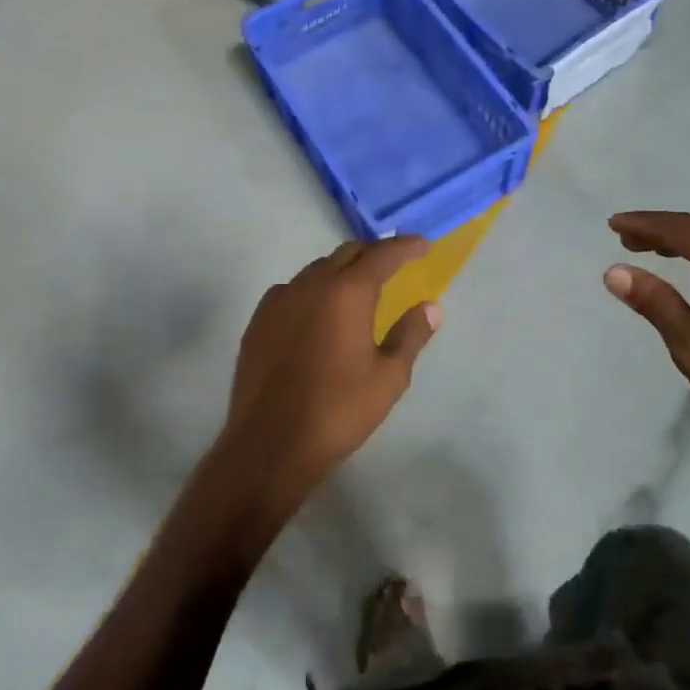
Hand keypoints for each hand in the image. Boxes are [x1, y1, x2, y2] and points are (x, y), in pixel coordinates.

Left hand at [217, 237, 439, 521]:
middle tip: (394, 269)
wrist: (270, 443)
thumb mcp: (388, 377)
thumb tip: (430, 306)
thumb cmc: (338, 410)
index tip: (423, 246)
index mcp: (346, 292)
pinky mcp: (258, 320)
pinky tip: (319, 315)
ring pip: (317, 270)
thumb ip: (411, 334)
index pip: (381, 255)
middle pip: (346, 253)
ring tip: (357, 294)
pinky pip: (292, 290)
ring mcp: (279, 300)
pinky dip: (313, 291)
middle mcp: (310, 284)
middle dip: (373, 255)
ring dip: (341, 273)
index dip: (405, 247)